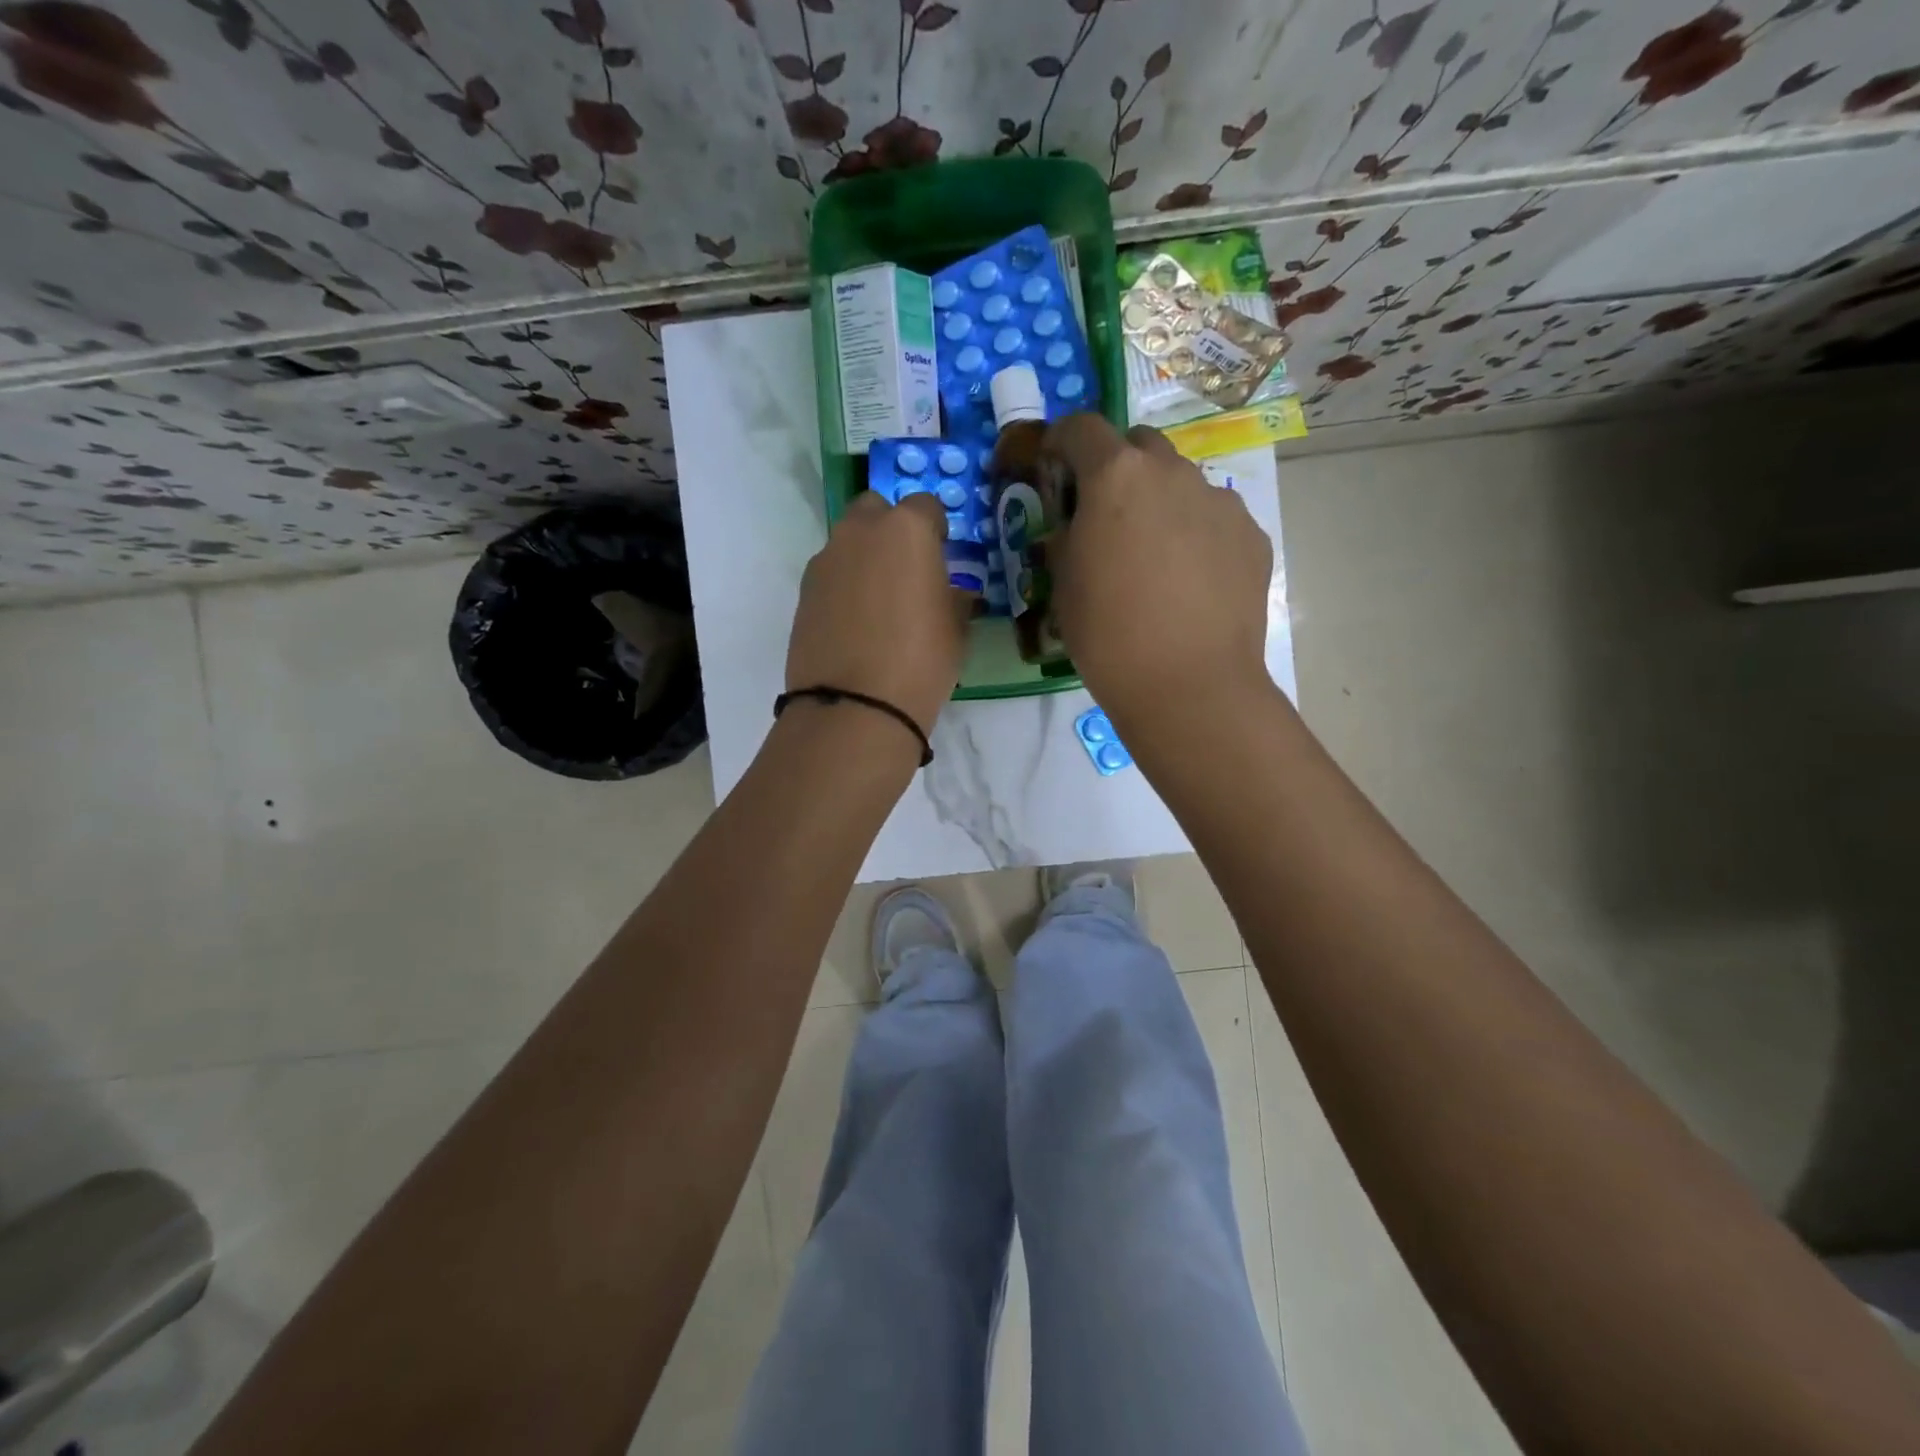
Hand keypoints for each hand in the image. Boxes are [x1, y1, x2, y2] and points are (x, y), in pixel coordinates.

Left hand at [785, 491, 972, 736]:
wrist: (855, 704)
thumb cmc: (921, 660)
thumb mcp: (956, 628)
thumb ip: (954, 597)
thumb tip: (951, 592)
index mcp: (906, 529)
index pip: (925, 506)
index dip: (936, 529)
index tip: (942, 555)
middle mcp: (860, 532)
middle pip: (876, 509)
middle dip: (891, 529)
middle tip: (907, 569)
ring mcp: (825, 561)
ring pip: (848, 542)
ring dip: (865, 557)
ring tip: (880, 602)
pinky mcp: (803, 592)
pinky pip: (830, 575)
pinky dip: (844, 586)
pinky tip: (855, 623)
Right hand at [1045, 415, 1271, 736]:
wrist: (1188, 684)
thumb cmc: (1108, 635)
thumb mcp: (1063, 585)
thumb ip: (1066, 538)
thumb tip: (1075, 526)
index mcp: (1116, 477)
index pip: (1083, 428)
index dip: (1063, 441)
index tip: (1056, 465)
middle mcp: (1172, 473)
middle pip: (1140, 444)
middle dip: (1118, 465)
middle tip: (1107, 513)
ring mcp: (1219, 501)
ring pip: (1182, 482)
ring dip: (1161, 501)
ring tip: (1155, 555)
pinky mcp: (1251, 535)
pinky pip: (1215, 518)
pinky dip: (1197, 533)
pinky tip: (1191, 580)